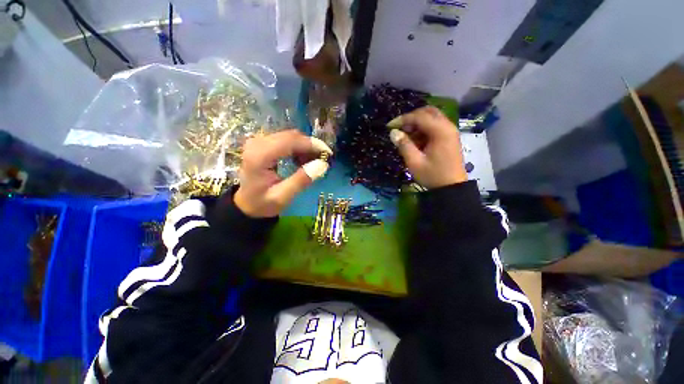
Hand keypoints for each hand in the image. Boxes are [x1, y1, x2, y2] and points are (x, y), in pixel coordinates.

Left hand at [234, 130, 331, 217]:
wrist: (246, 204)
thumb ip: (301, 180)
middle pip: (291, 136)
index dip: (312, 145)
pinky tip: (302, 160)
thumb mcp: (283, 197)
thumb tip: (322, 164)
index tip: (328, 154)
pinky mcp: (262, 143)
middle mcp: (257, 143)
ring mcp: (258, 141)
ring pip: (290, 136)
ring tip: (313, 162)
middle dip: (310, 146)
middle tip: (323, 160)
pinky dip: (298, 148)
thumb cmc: (263, 203)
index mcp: (259, 155)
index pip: (290, 141)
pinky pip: (285, 140)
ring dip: (305, 147)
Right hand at [388, 106, 467, 188]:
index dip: (403, 119)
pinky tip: (415, 141)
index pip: (419, 116)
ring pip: (432, 118)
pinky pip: (435, 126)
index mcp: (440, 131)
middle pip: (428, 112)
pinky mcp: (449, 138)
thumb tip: (393, 132)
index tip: (389, 126)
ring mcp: (450, 132)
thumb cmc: (433, 175)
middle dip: (411, 118)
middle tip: (399, 129)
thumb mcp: (414, 162)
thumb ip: (403, 145)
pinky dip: (423, 129)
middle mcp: (448, 127)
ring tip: (406, 136)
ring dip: (417, 124)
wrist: (452, 188)